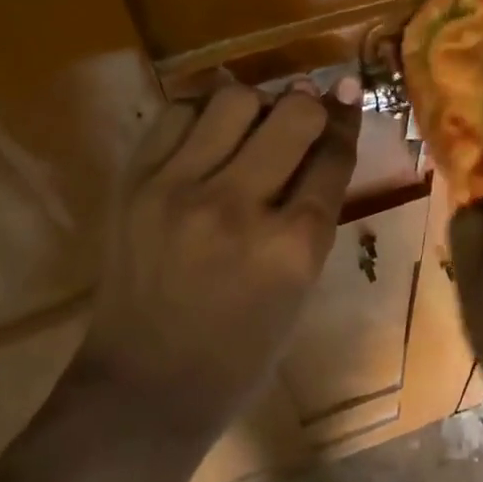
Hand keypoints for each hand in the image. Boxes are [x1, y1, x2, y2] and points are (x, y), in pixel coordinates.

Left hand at [71, 76, 361, 448]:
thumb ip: (315, 211)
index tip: (348, 96)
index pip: (332, 156)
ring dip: (256, 105)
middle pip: (293, 114)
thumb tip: (325, 138)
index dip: (346, 120)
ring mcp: (179, 190)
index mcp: (292, 247)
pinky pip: (178, 113)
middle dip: (310, 107)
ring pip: (234, 99)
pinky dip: (202, 114)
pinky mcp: (134, 183)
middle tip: (304, 115)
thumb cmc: (242, 350)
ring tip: (253, 126)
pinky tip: (209, 135)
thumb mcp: (301, 286)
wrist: (145, 385)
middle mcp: (238, 207)